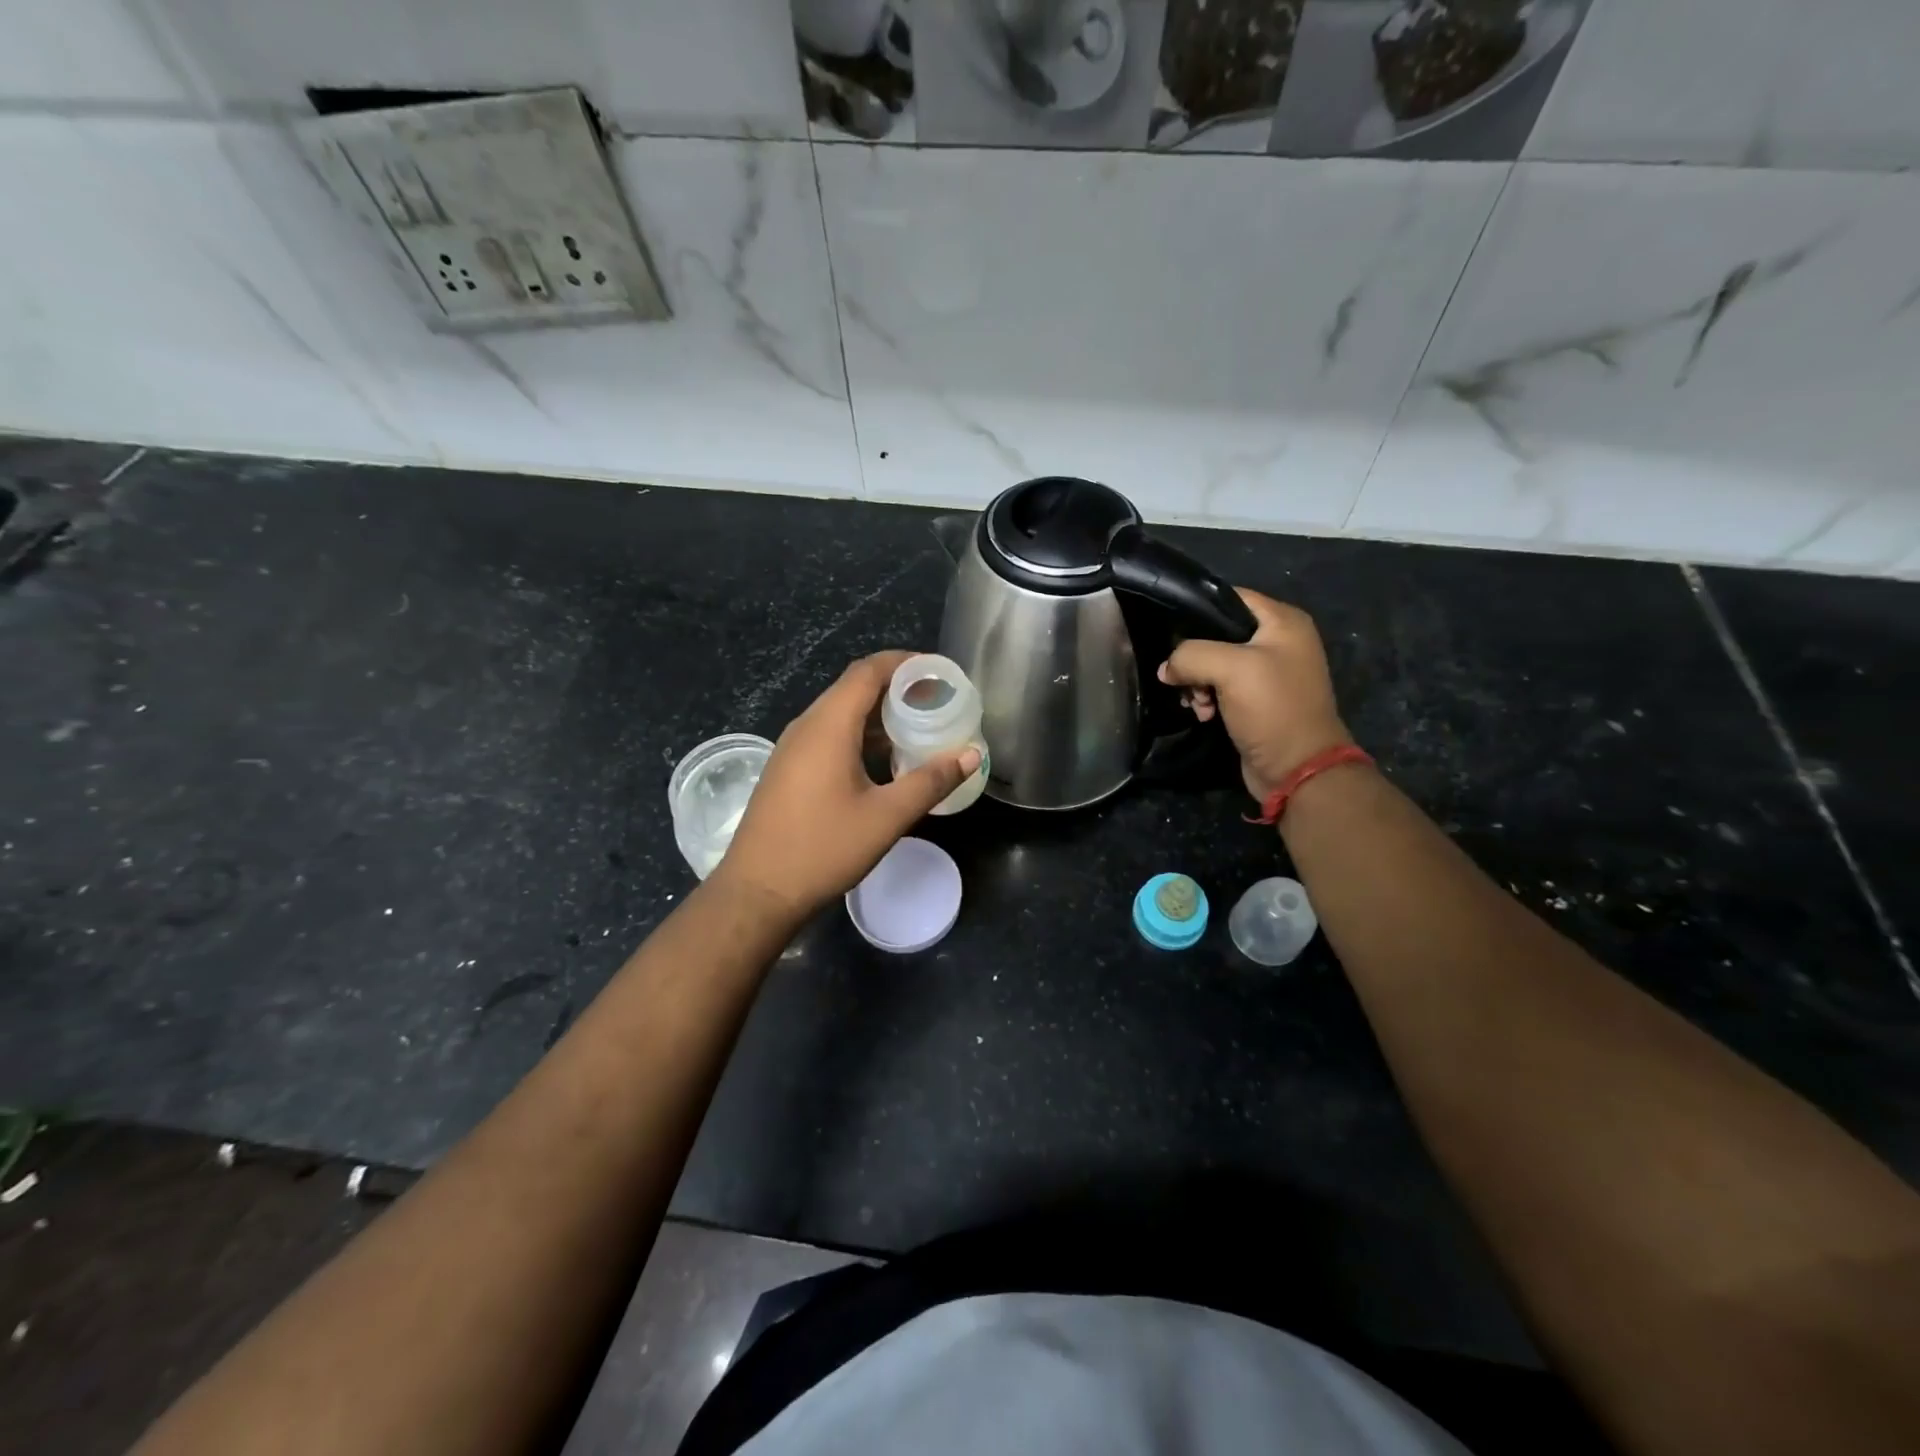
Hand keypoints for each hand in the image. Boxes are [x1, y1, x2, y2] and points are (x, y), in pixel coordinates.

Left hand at [712, 652, 980, 919]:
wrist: (757, 891)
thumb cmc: (823, 849)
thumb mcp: (887, 817)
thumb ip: (931, 781)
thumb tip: (971, 753)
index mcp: (828, 725)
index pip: (868, 671)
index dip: (905, 663)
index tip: (940, 672)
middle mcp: (807, 726)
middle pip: (855, 688)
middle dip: (897, 688)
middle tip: (938, 702)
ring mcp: (793, 747)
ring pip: (841, 713)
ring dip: (879, 714)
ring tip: (918, 729)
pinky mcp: (789, 769)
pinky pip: (829, 735)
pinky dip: (860, 735)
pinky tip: (884, 761)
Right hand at [1157, 589, 1352, 801]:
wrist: (1297, 768)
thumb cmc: (1272, 709)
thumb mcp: (1230, 670)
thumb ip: (1190, 655)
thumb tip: (1166, 668)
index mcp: (1283, 621)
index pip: (1229, 598)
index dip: (1197, 611)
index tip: (1171, 633)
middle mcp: (1279, 641)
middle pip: (1218, 634)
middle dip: (1194, 657)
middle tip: (1184, 679)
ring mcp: (1269, 672)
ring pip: (1215, 663)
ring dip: (1197, 682)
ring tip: (1196, 703)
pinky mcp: (1258, 700)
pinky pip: (1222, 688)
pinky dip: (1207, 698)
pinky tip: (1203, 714)